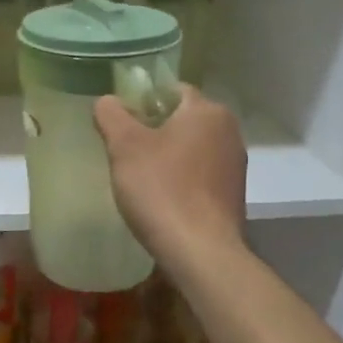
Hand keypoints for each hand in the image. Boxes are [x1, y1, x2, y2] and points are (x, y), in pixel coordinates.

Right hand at [93, 85, 245, 261]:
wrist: (200, 252)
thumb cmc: (161, 189)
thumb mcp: (124, 146)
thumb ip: (111, 115)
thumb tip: (107, 101)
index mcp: (207, 111)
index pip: (171, 90)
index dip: (142, 101)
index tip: (120, 123)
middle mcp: (229, 131)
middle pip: (182, 118)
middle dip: (153, 129)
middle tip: (124, 150)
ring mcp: (235, 165)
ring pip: (191, 147)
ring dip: (167, 155)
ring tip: (139, 176)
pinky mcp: (233, 194)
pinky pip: (200, 174)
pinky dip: (181, 178)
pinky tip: (161, 198)